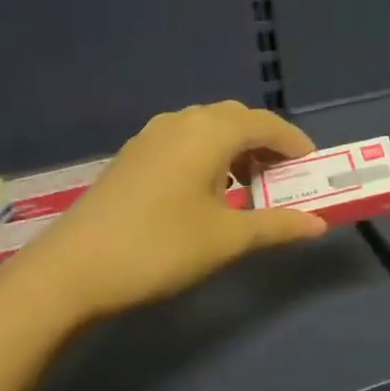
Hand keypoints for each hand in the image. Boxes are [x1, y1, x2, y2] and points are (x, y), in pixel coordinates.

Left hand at [2, 102, 326, 327]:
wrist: (71, 271)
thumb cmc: (160, 247)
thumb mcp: (227, 239)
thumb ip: (277, 226)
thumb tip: (318, 225)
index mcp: (210, 133)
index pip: (266, 124)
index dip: (294, 142)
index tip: (313, 166)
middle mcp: (181, 123)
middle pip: (236, 119)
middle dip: (266, 142)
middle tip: (283, 175)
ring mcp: (151, 137)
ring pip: (207, 127)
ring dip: (235, 147)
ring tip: (248, 184)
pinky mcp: (132, 156)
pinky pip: (184, 140)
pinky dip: (208, 154)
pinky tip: (207, 190)